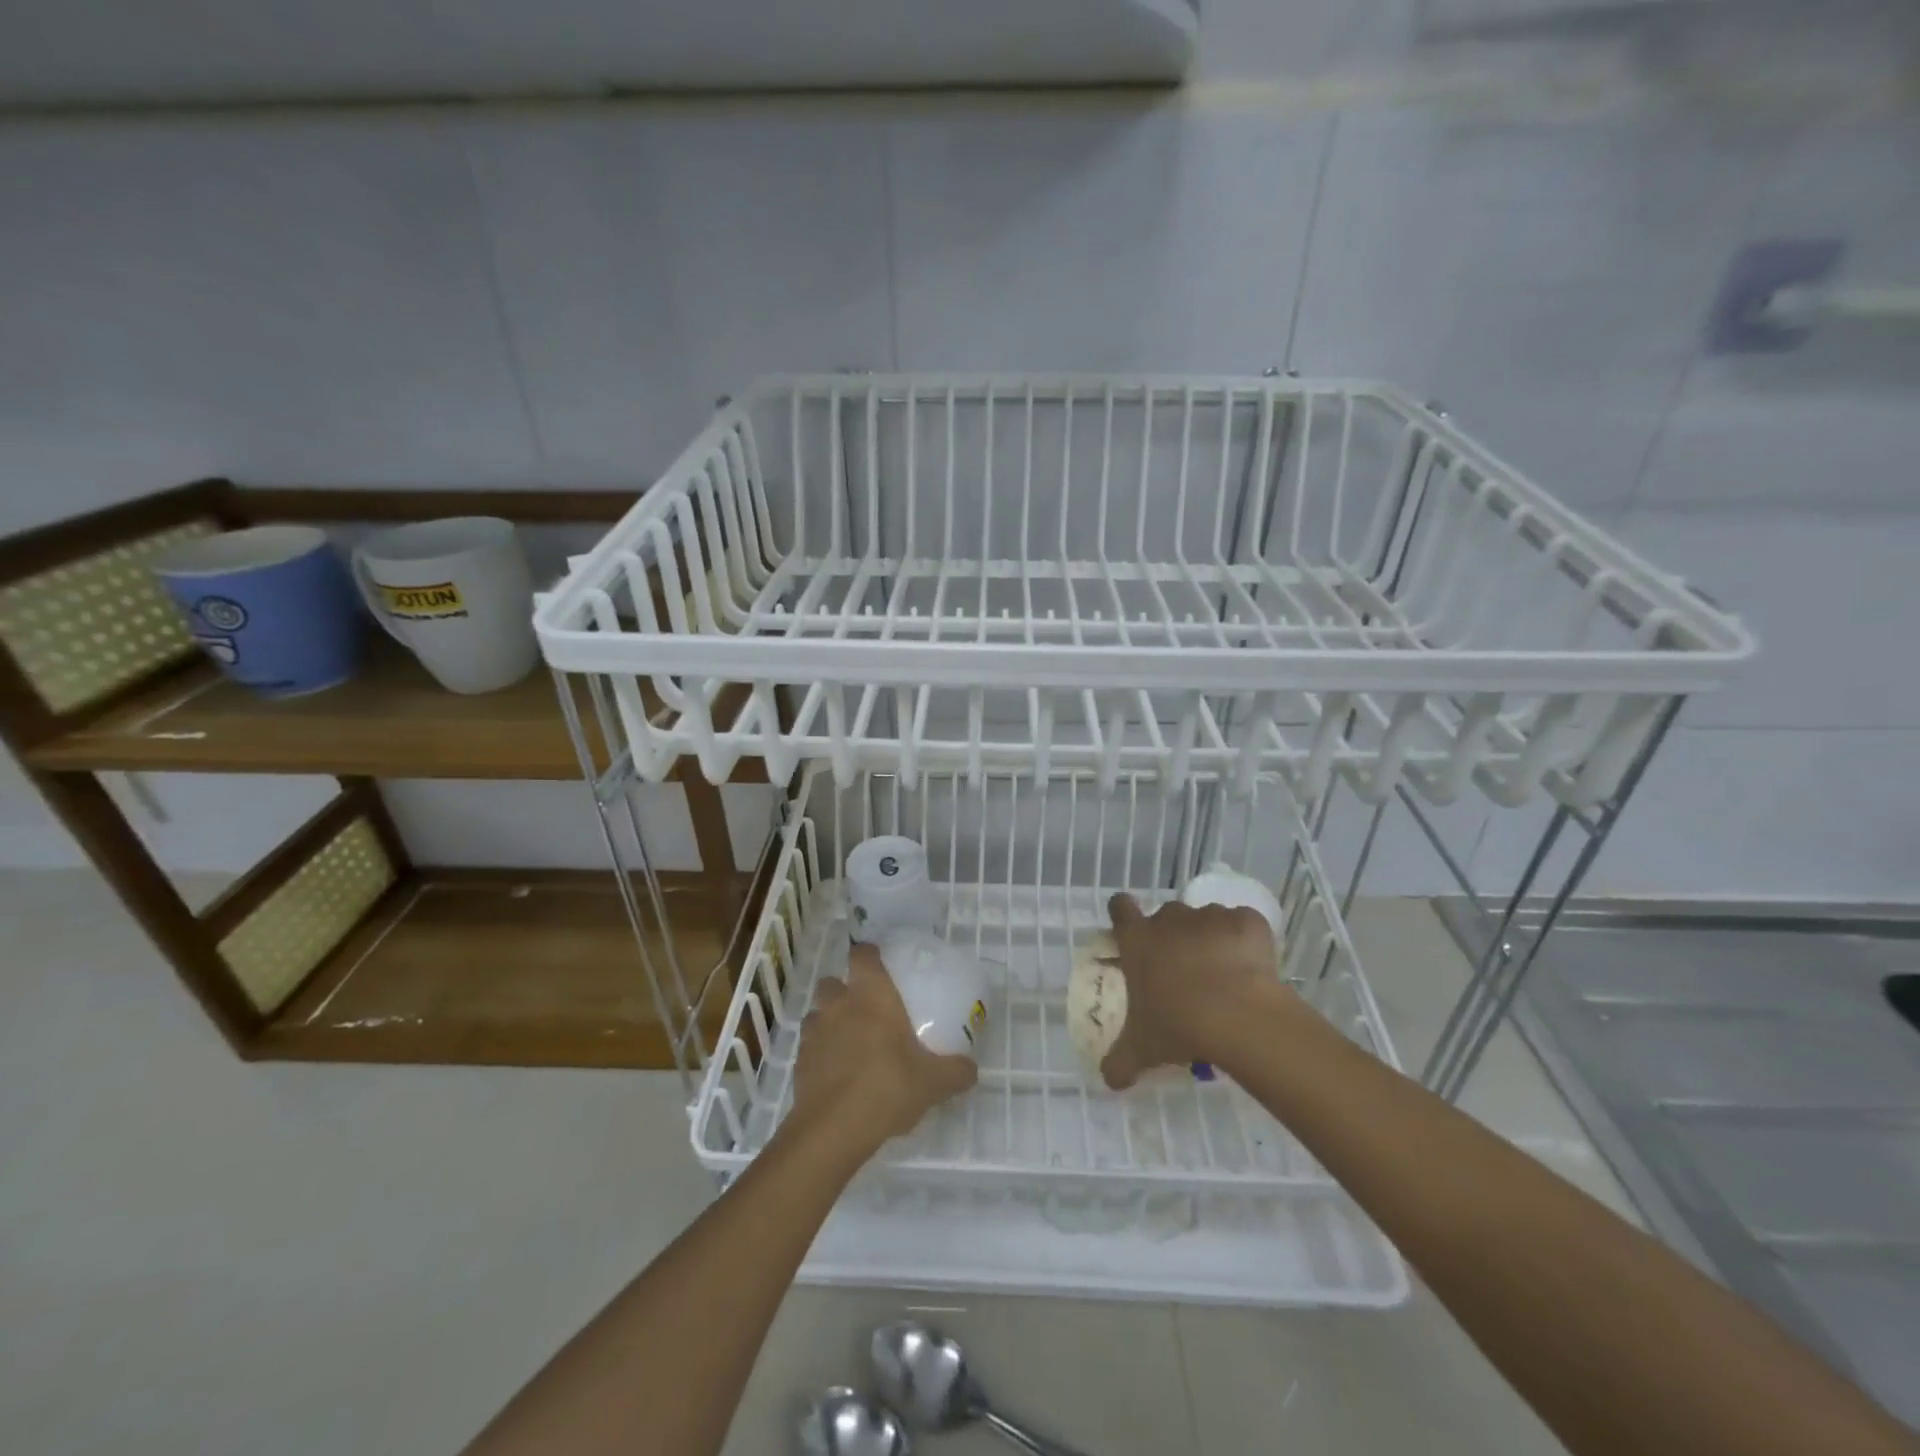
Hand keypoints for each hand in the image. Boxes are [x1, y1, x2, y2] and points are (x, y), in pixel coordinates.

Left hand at [787, 943, 977, 1159]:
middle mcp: (839, 1005)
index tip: (880, 964)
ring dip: (830, 1020)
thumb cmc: (887, 1088)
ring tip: (850, 1041)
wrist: (833, 1130)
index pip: (862, 954)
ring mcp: (814, 1033)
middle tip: (866, 1009)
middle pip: (833, 982)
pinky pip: (810, 1045)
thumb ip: (956, 1071)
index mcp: (871, 996)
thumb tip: (971, 1069)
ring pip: (818, 1013)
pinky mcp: (799, 1062)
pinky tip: (838, 1072)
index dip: (869, 954)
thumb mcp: (933, 1082)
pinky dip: (821, 1052)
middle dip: (844, 990)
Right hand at [1099, 891, 1298, 1089]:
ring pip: (1207, 920)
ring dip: (1210, 939)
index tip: (1131, 929)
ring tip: (1223, 976)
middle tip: (1183, 972)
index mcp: (1138, 940)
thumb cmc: (1178, 1024)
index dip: (1123, 914)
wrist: (1238, 1015)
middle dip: (1173, 937)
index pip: (1120, 908)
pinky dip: (1246, 941)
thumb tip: (1109, 1080)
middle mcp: (1170, 919)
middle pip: (1167, 917)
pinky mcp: (1247, 922)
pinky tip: (1252, 969)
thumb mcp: (1142, 1049)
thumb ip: (1120, 1061)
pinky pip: (1243, 925)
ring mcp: (1211, 916)